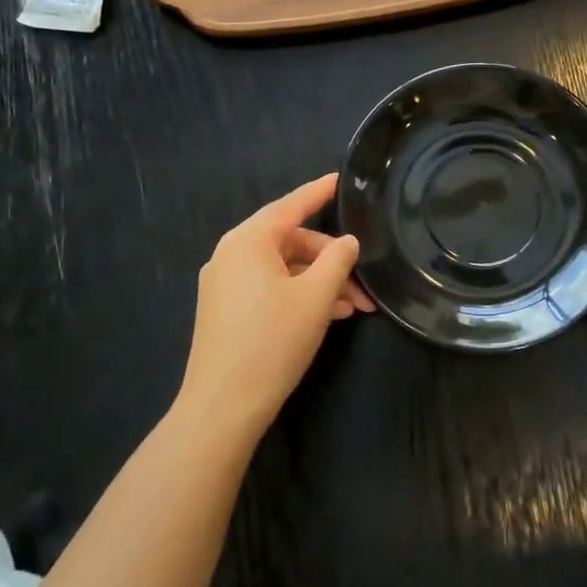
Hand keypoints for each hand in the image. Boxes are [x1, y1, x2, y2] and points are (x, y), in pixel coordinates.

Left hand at [177, 173, 374, 438]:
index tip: (341, 179)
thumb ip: (337, 260)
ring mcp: (225, 284)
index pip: (291, 205)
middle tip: (364, 284)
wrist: (223, 406)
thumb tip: (347, 241)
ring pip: (283, 270)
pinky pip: (269, 288)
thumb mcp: (316, 297)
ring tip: (354, 308)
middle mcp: (231, 254)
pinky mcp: (225, 310)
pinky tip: (327, 316)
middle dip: (331, 261)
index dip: (319, 192)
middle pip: (291, 242)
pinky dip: (298, 296)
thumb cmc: (272, 341)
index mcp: (248, 240)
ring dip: (320, 283)